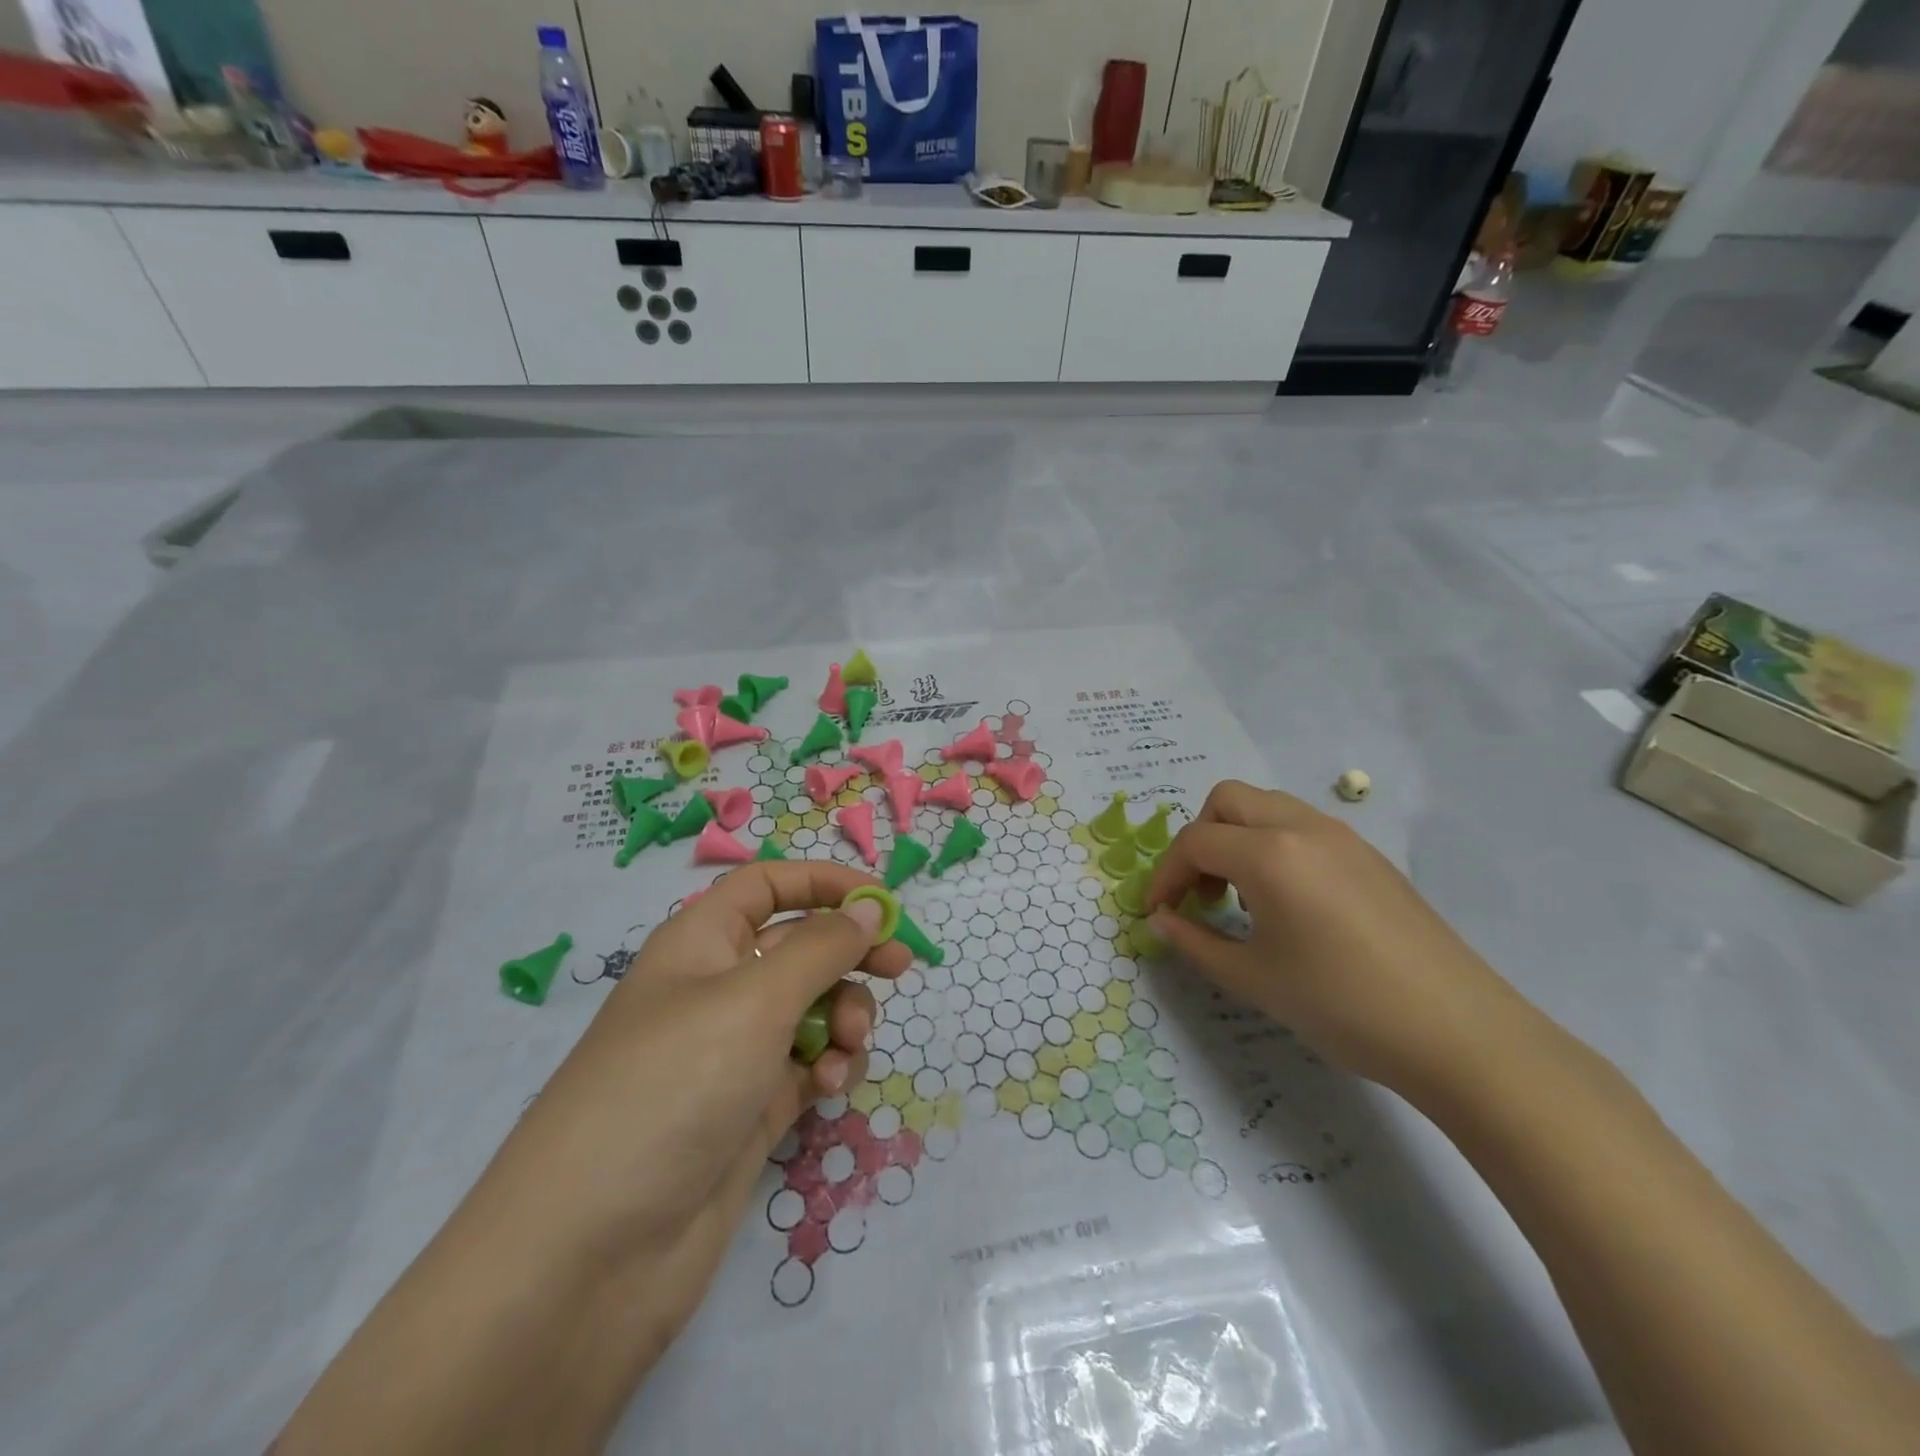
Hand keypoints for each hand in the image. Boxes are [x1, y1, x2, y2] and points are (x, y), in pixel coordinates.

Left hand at [464, 861, 908, 1359]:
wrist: (591, 1258)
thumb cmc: (673, 1088)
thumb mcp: (754, 1000)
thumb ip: (822, 948)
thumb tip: (869, 911)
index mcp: (700, 944)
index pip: (767, 885)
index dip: (824, 883)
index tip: (882, 904)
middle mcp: (716, 991)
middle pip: (798, 946)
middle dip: (849, 953)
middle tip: (899, 969)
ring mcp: (732, 1055)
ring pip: (811, 1008)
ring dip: (844, 1016)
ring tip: (848, 1047)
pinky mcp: (749, 1111)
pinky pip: (807, 1066)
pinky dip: (828, 1067)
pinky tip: (831, 1087)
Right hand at [1146, 780, 1525, 1093]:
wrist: (1459, 1033)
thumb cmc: (1342, 1005)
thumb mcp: (1254, 979)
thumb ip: (1195, 942)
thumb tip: (1160, 920)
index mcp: (1270, 854)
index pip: (1195, 842)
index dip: (1165, 875)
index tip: (1157, 912)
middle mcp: (1303, 827)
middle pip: (1227, 800)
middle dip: (1199, 839)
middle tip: (1200, 892)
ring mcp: (1342, 837)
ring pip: (1267, 807)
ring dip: (1237, 838)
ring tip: (1241, 897)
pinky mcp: (1369, 856)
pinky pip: (1301, 826)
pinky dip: (1273, 846)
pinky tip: (1287, 903)